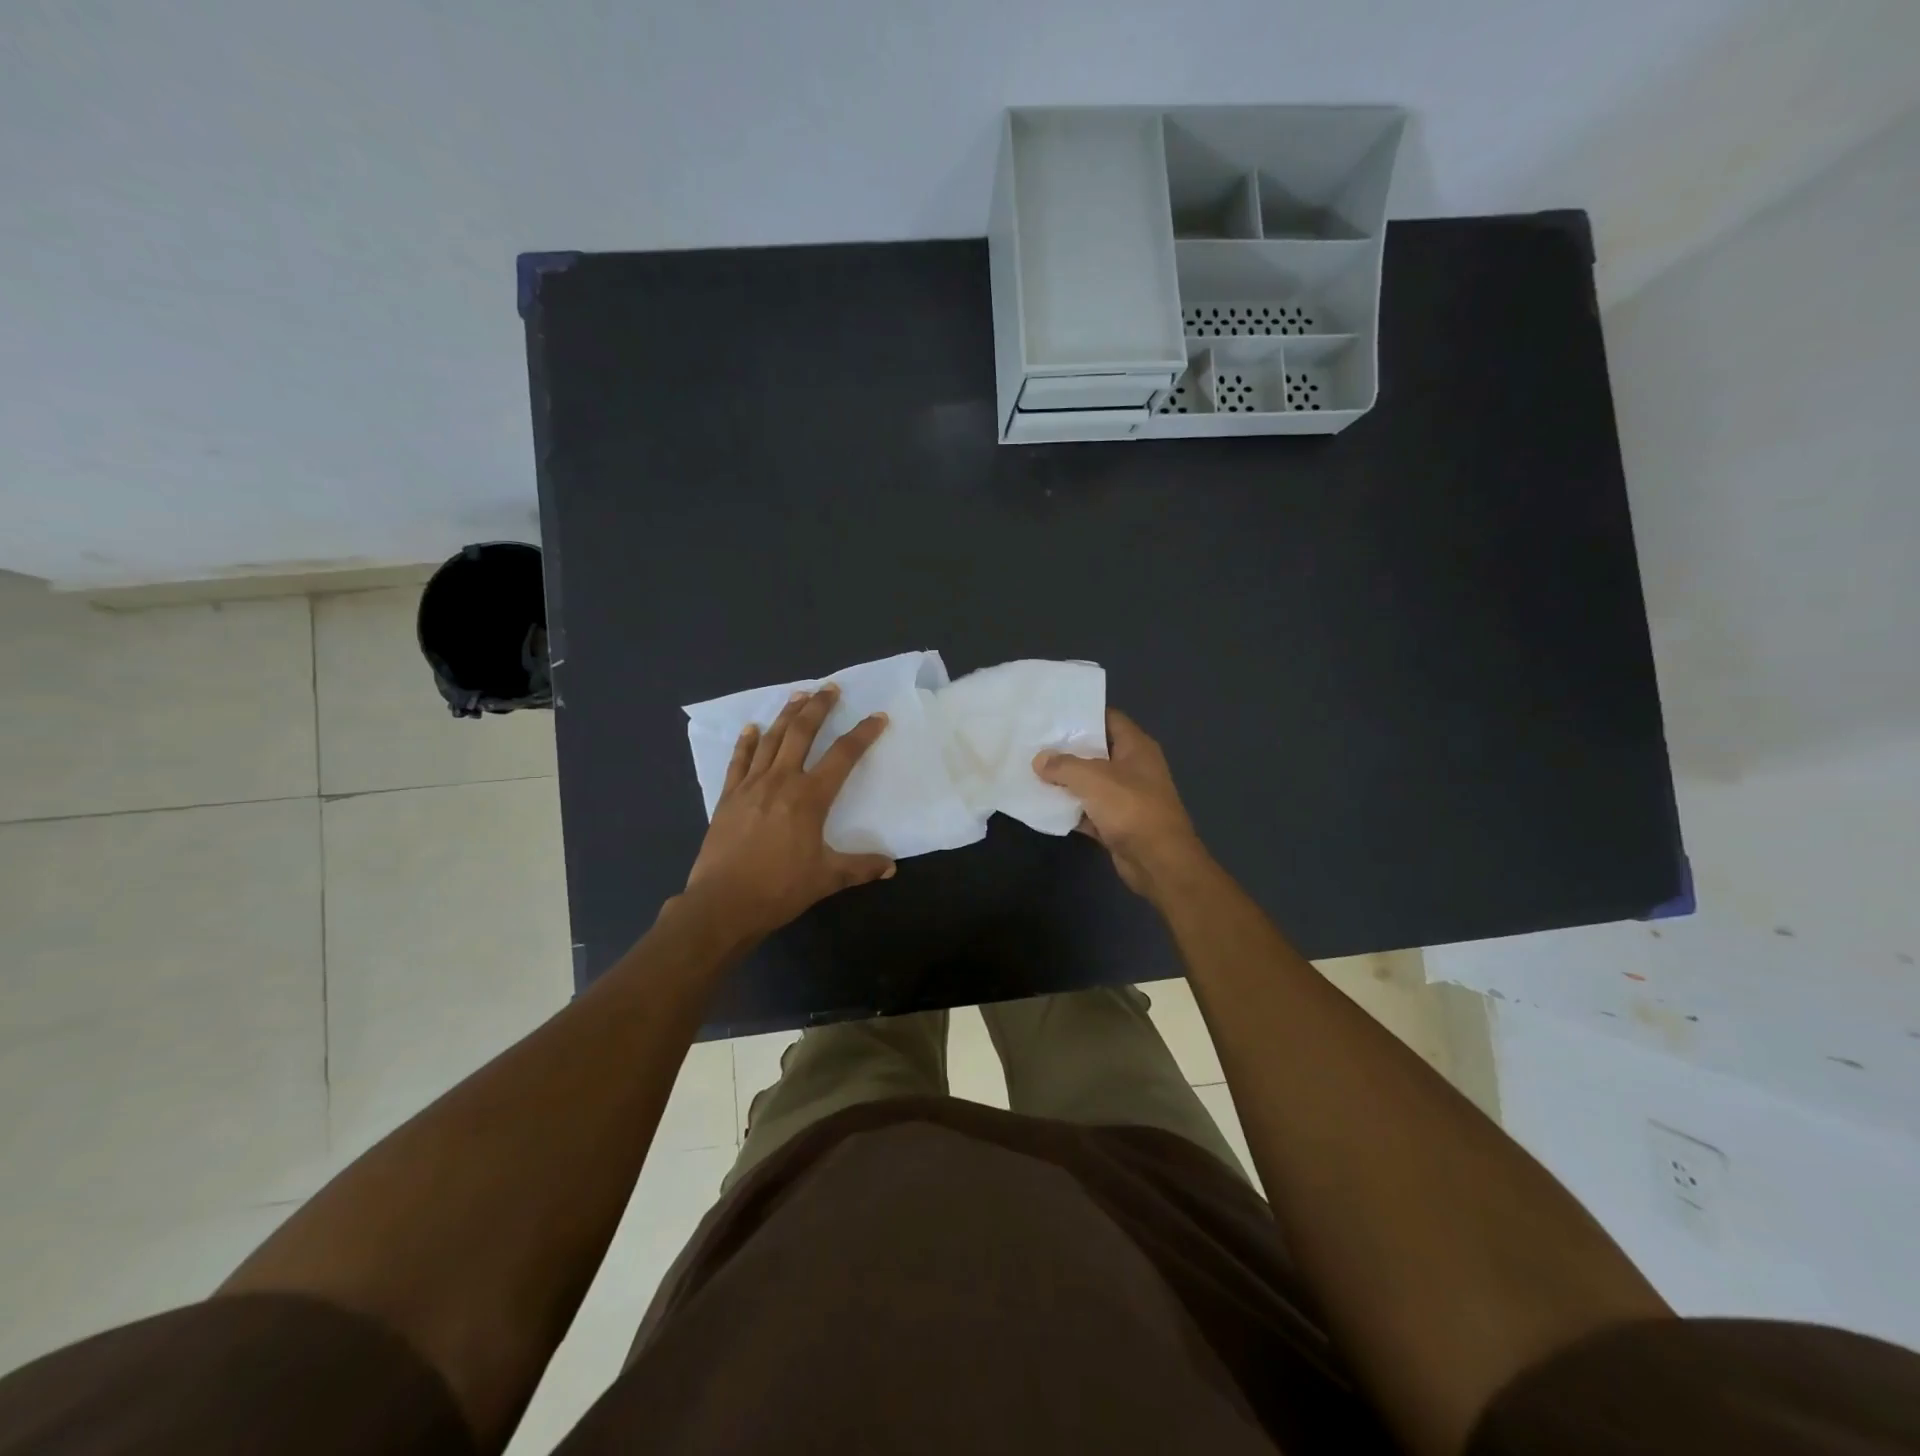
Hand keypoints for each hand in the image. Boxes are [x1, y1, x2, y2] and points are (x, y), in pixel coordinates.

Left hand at [684, 685, 894, 937]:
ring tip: (798, 695)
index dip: (863, 734)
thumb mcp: (827, 878)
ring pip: (771, 739)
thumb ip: (860, 868)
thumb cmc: (779, 888)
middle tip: (830, 688)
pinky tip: (752, 728)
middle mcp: (781, 781)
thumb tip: (890, 867)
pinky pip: (739, 761)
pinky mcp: (728, 797)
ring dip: (786, 715)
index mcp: (810, 797)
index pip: (843, 756)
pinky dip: (746, 742)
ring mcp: (751, 786)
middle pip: (802, 733)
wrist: (723, 903)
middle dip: (819, 707)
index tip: (877, 717)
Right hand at [1034, 708, 1206, 896]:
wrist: (1158, 861)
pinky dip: (1070, 809)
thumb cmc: (1131, 808)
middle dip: (1067, 749)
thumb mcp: (1093, 778)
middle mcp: (1133, 768)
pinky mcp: (1117, 823)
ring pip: (1090, 782)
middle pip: (1096, 751)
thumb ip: (1063, 766)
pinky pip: (1089, 810)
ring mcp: (1126, 797)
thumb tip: (1039, 760)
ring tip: (1032, 771)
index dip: (1082, 715)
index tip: (1052, 716)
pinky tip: (1044, 805)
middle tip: (1035, 744)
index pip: (1108, 719)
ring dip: (1066, 781)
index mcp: (1136, 747)